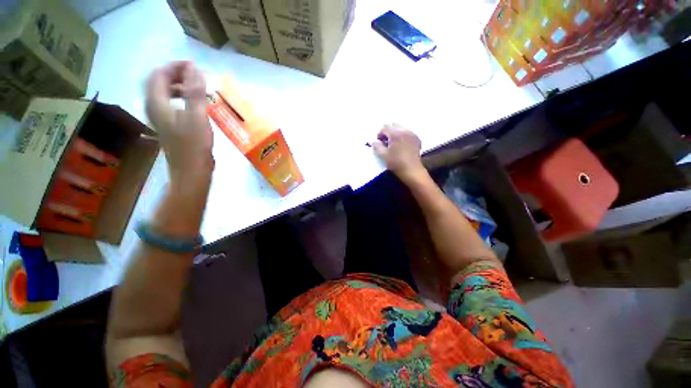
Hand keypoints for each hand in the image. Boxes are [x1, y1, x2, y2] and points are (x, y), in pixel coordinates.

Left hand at [145, 61, 213, 185]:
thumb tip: (194, 69)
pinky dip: (179, 97)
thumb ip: (194, 92)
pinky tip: (193, 103)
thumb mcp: (197, 116)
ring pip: (163, 93)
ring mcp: (160, 117)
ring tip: (195, 87)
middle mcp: (153, 107)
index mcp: (157, 103)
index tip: (193, 66)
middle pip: (157, 82)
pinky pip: (169, 103)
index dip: (174, 67)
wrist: (191, 170)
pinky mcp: (168, 125)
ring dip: (177, 85)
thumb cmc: (194, 145)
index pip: (158, 75)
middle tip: (194, 75)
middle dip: (175, 74)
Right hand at [372, 124, 425, 182]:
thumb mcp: (383, 155)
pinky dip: (402, 136)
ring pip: (401, 128)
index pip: (384, 127)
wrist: (412, 170)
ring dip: (395, 133)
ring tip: (393, 144)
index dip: (379, 134)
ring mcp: (412, 134)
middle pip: (393, 125)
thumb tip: (375, 141)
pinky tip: (401, 146)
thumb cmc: (396, 163)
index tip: (379, 143)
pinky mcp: (416, 139)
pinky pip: (407, 133)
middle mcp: (404, 130)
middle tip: (385, 142)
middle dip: (387, 131)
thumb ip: (377, 146)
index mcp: (395, 133)